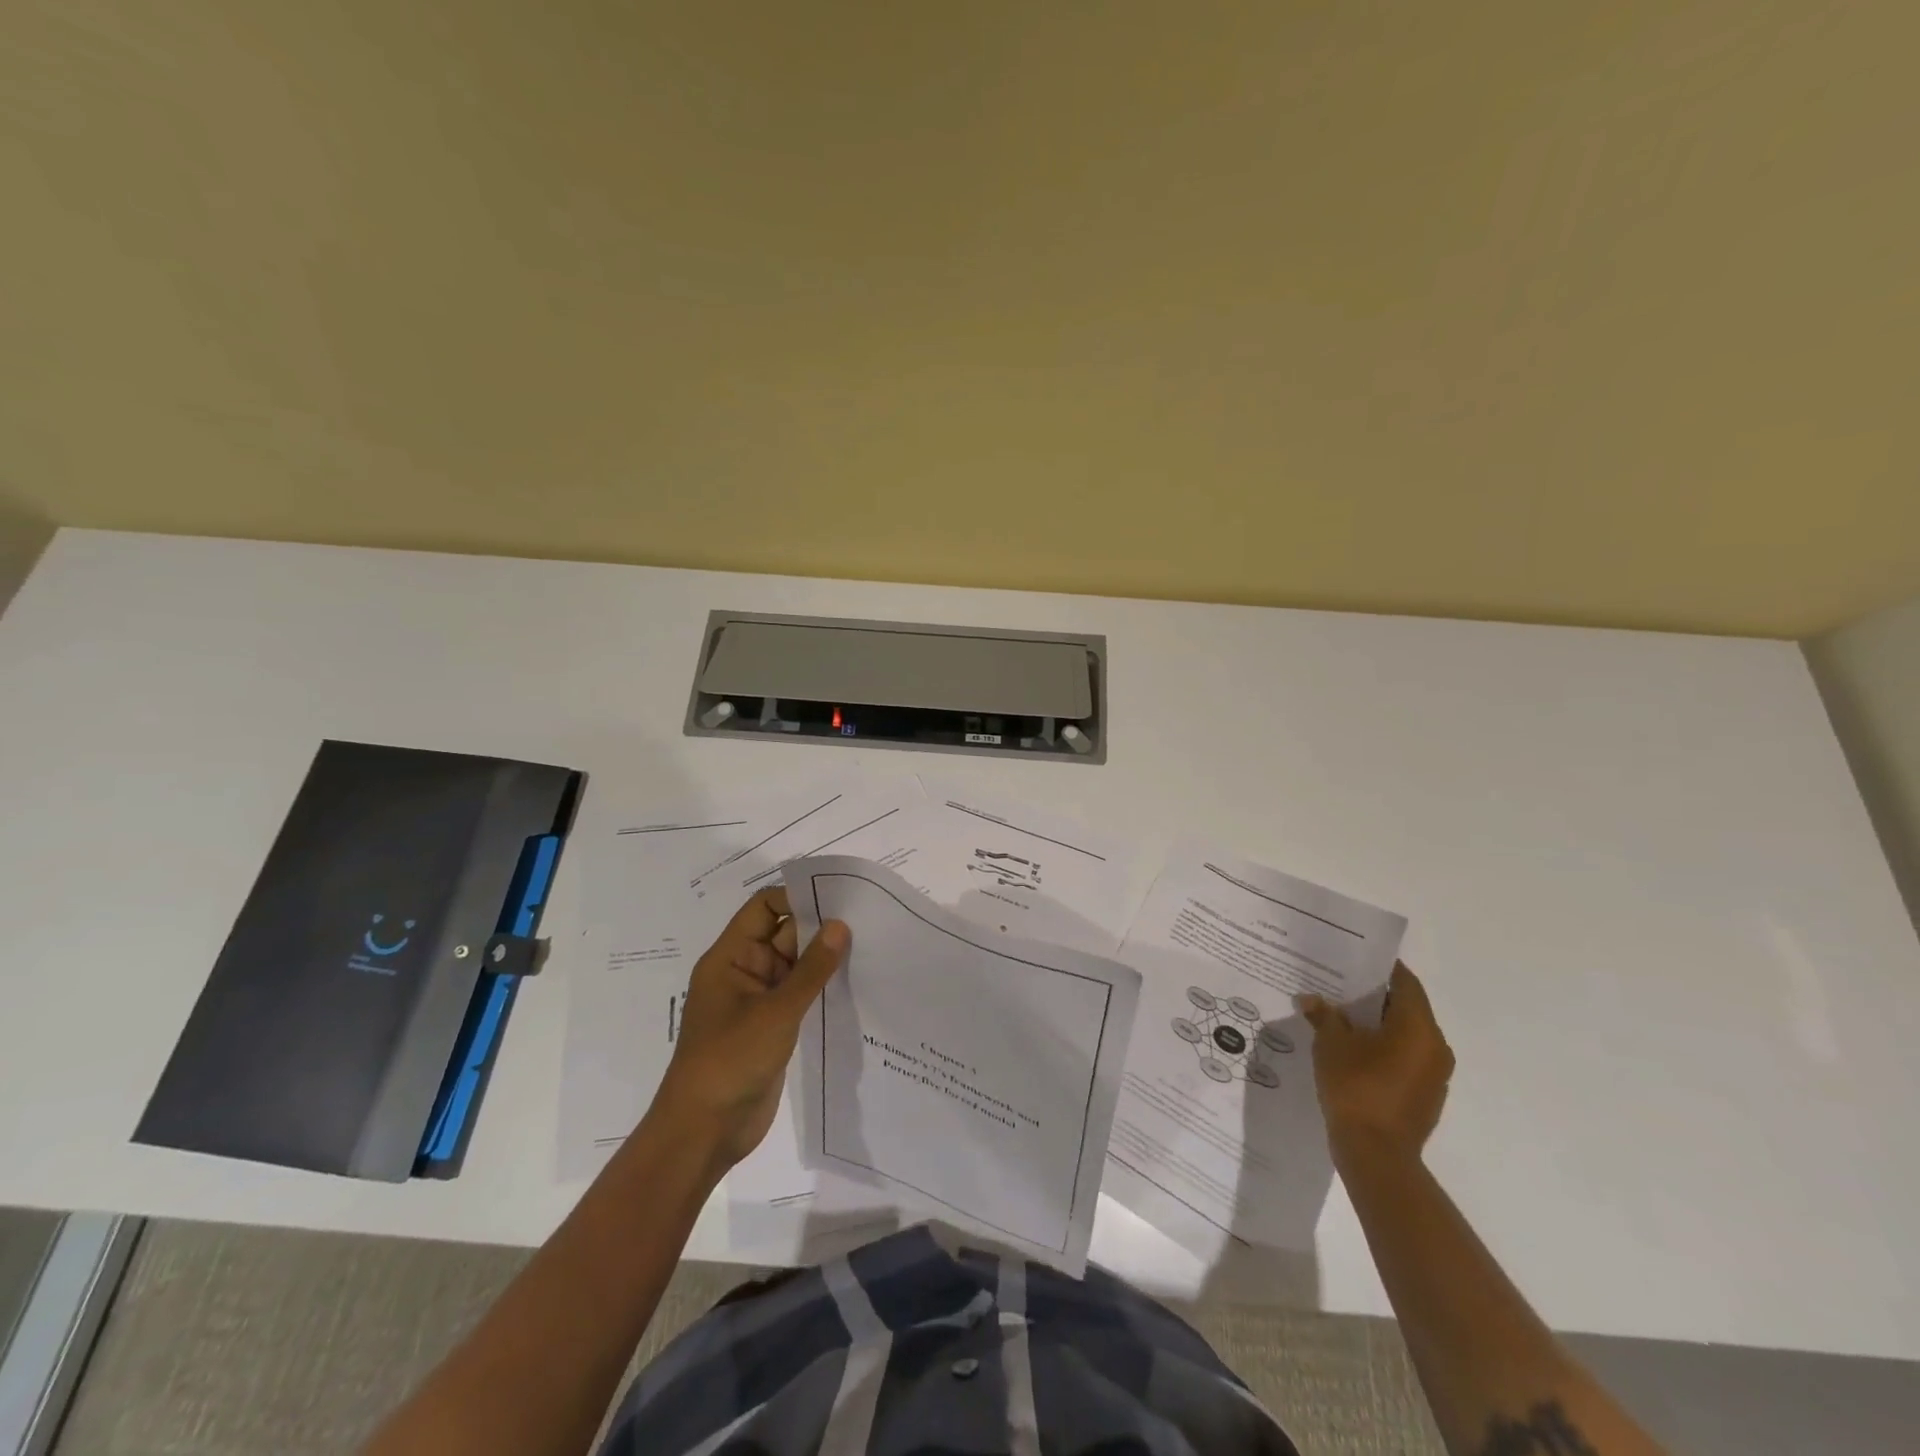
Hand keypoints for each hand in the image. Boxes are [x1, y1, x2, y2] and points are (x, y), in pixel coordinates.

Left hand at [652, 887, 848, 1171]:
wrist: (703, 1132)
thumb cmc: (730, 1061)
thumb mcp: (776, 1011)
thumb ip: (811, 969)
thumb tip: (840, 925)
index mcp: (730, 958)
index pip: (764, 908)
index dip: (797, 897)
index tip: (840, 896)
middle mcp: (744, 972)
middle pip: (783, 934)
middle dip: (819, 927)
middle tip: (867, 919)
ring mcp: (758, 1002)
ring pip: (795, 966)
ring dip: (824, 959)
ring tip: (870, 946)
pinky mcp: (772, 1027)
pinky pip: (799, 996)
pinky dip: (822, 988)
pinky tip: (855, 984)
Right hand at [1298, 963, 1453, 1169]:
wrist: (1376, 1154)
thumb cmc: (1356, 1087)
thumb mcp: (1331, 1044)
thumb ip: (1324, 1016)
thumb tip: (1312, 1000)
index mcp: (1418, 1027)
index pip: (1406, 982)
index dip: (1382, 968)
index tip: (1354, 958)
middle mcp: (1435, 1046)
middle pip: (1407, 1008)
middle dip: (1374, 996)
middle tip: (1340, 985)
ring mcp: (1434, 1074)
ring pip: (1406, 1035)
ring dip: (1379, 1025)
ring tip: (1342, 1018)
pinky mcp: (1426, 1096)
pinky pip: (1406, 1058)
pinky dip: (1384, 1049)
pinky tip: (1353, 1052)